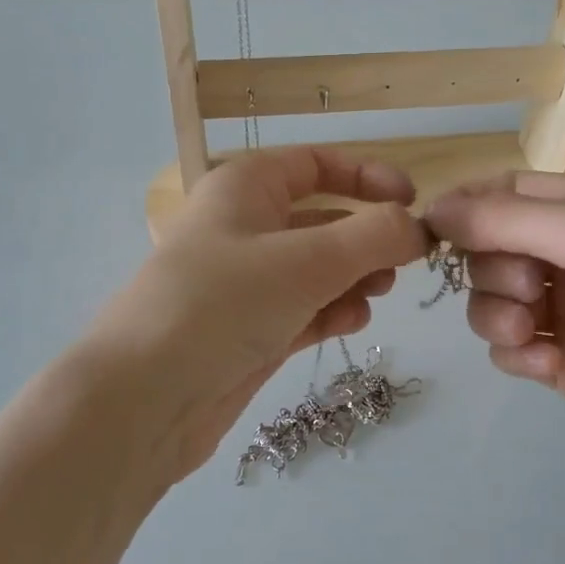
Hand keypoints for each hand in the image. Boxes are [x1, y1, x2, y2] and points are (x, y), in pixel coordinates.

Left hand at [88, 148, 426, 480]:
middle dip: (365, 237)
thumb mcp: (307, 261)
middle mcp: (243, 230)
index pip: (313, 164)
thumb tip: (418, 227)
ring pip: (315, 270)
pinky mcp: (249, 333)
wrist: (146, 398)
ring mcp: (245, 286)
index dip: (366, 176)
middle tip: (404, 262)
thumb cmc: (223, 305)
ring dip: (353, 277)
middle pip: (320, 220)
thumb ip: (372, 237)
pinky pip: (303, 310)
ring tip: (378, 292)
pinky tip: (352, 322)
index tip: (413, 202)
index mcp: (244, 189)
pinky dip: (331, 312)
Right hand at [425, 172, 564, 482]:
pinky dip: (518, 354)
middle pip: (489, 248)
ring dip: (499, 316)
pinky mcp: (562, 362)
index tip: (433, 232)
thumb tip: (433, 210)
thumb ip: (509, 218)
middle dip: (494, 270)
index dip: (466, 208)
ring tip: (537, 333)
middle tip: (531, 289)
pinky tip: (550, 364)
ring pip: (490, 301)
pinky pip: (508, 349)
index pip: (506, 191)